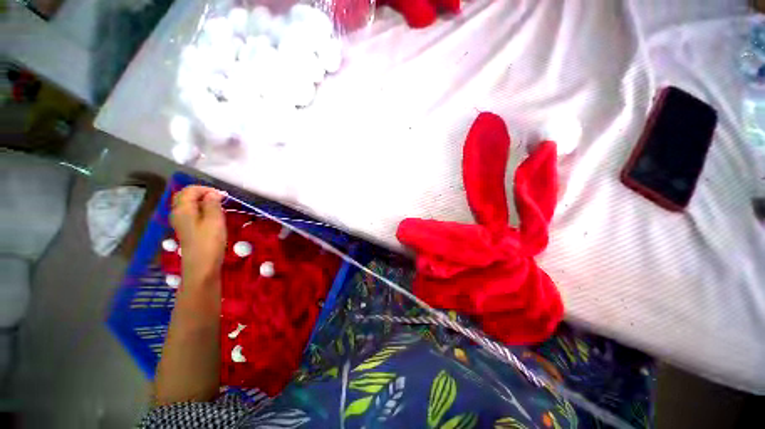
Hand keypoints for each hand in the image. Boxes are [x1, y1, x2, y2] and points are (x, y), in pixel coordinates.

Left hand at [170, 186, 226, 285]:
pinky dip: (200, 210)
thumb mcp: (215, 220)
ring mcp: (180, 223)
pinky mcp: (186, 230)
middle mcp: (177, 213)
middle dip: (202, 193)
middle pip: (185, 196)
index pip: (190, 190)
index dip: (206, 189)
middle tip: (219, 199)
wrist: (201, 266)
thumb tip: (212, 193)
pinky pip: (191, 214)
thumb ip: (212, 204)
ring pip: (187, 205)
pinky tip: (212, 217)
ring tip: (218, 207)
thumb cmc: (209, 242)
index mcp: (183, 209)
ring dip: (201, 202)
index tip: (223, 196)